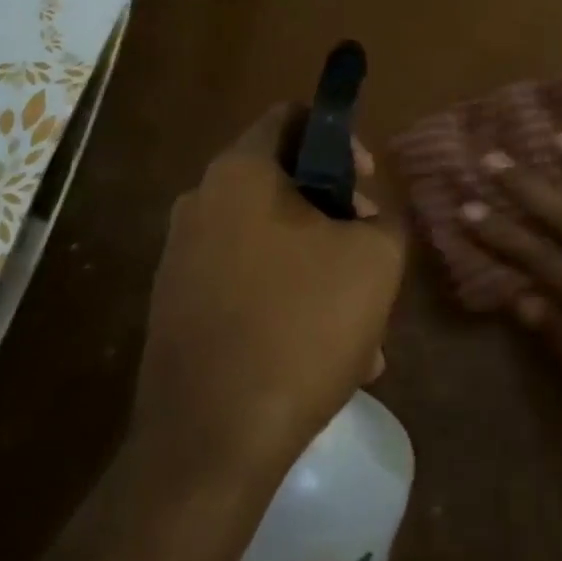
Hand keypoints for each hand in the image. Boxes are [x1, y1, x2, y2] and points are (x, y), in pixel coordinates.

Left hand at [132, 105, 403, 487]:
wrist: (210, 443)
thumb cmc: (300, 326)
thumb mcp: (375, 261)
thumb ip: (385, 218)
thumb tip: (366, 217)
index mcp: (241, 173)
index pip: (292, 116)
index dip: (341, 138)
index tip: (368, 185)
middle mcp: (201, 202)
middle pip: (285, 183)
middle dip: (337, 216)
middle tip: (370, 256)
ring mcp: (181, 257)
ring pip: (272, 242)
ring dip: (320, 269)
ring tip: (361, 328)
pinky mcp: (176, 307)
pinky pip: (247, 283)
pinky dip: (287, 301)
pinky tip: (324, 357)